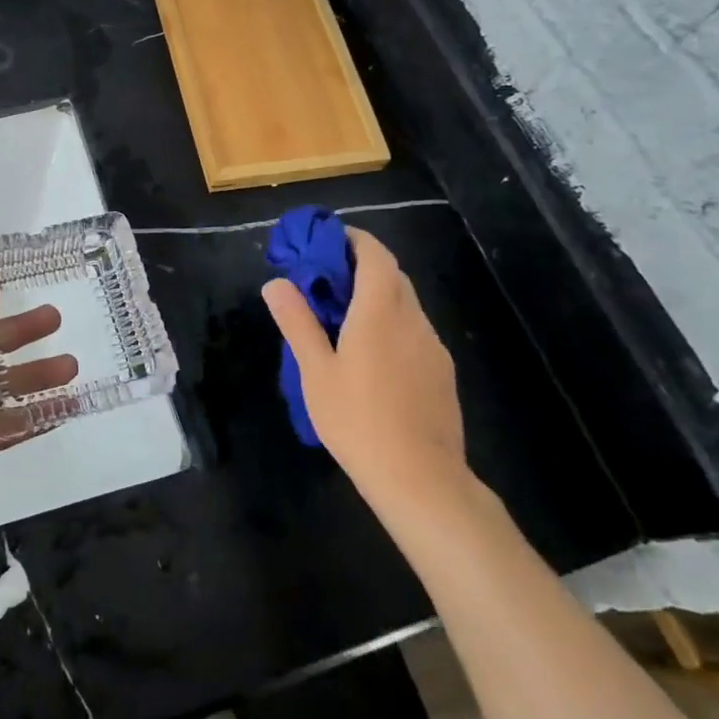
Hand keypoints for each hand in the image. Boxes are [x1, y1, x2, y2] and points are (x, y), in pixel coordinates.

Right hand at [261, 226, 469, 516]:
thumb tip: (276, 283)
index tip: (328, 241)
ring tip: (344, 321)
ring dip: (378, 297)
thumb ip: (297, 322)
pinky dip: (392, 324)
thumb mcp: (315, 371)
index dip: (353, 239)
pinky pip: (415, 331)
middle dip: (361, 267)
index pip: (375, 254)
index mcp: (380, 311)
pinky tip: (372, 358)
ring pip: (406, 304)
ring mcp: (433, 346)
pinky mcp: (442, 372)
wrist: (420, 479)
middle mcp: (413, 319)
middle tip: (326, 282)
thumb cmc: (357, 420)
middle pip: (392, 275)